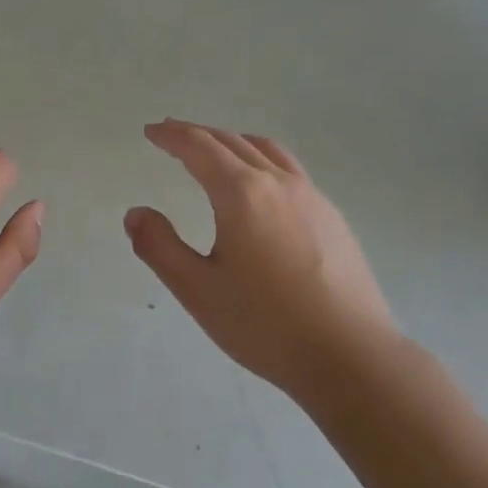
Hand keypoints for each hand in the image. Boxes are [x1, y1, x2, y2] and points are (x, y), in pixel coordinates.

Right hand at [125, 120, 396, 406]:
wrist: (351, 355)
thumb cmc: (265, 324)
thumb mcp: (198, 290)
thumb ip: (160, 247)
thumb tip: (136, 213)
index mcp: (242, 194)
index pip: (200, 148)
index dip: (172, 136)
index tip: (152, 131)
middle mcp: (278, 183)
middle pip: (232, 142)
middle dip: (198, 134)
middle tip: (173, 134)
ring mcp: (312, 197)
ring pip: (267, 151)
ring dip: (234, 142)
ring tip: (217, 150)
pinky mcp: (333, 218)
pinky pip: (290, 171)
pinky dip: (262, 160)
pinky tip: (262, 188)